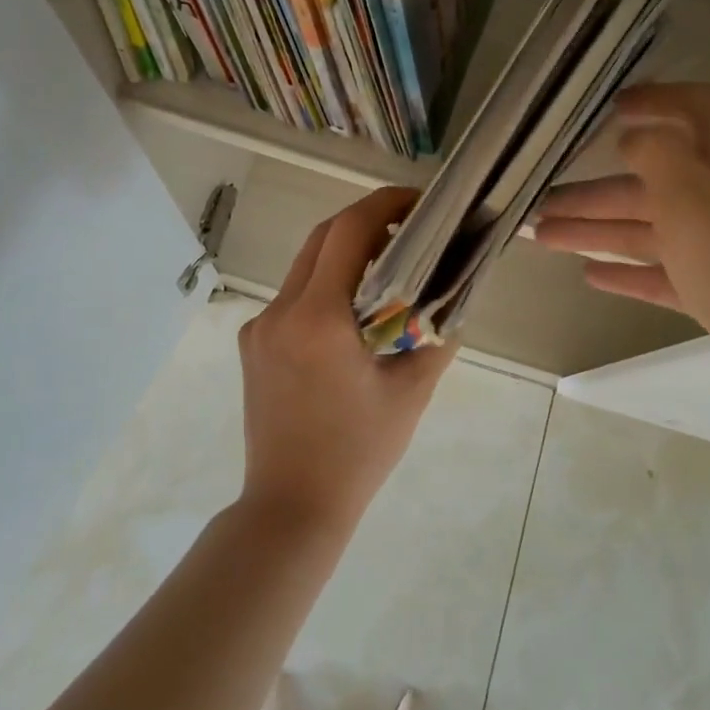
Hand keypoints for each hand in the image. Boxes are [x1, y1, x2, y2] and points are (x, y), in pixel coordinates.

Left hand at [236, 186, 456, 540]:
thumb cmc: (358, 452)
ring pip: (305, 265)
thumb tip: (457, 295)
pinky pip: (294, 296)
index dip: (385, 204)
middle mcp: (280, 311)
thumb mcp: (411, 392)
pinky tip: (354, 311)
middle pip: (323, 238)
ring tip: (389, 267)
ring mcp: (259, 326)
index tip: (418, 202)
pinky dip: (326, 284)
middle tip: (410, 229)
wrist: (291, 507)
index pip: (349, 231)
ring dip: (345, 253)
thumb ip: (437, 335)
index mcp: (318, 318)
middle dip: (367, 221)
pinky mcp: (252, 344)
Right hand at [533, 83, 709, 401]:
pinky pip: (666, 272)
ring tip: (542, 237)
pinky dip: (629, 271)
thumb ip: (661, 157)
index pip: (703, 110)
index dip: (662, 101)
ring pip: (653, 229)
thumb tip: (637, 134)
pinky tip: (590, 275)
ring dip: (599, 229)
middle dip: (598, 189)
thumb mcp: (696, 200)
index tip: (613, 110)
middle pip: (657, 180)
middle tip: (541, 204)